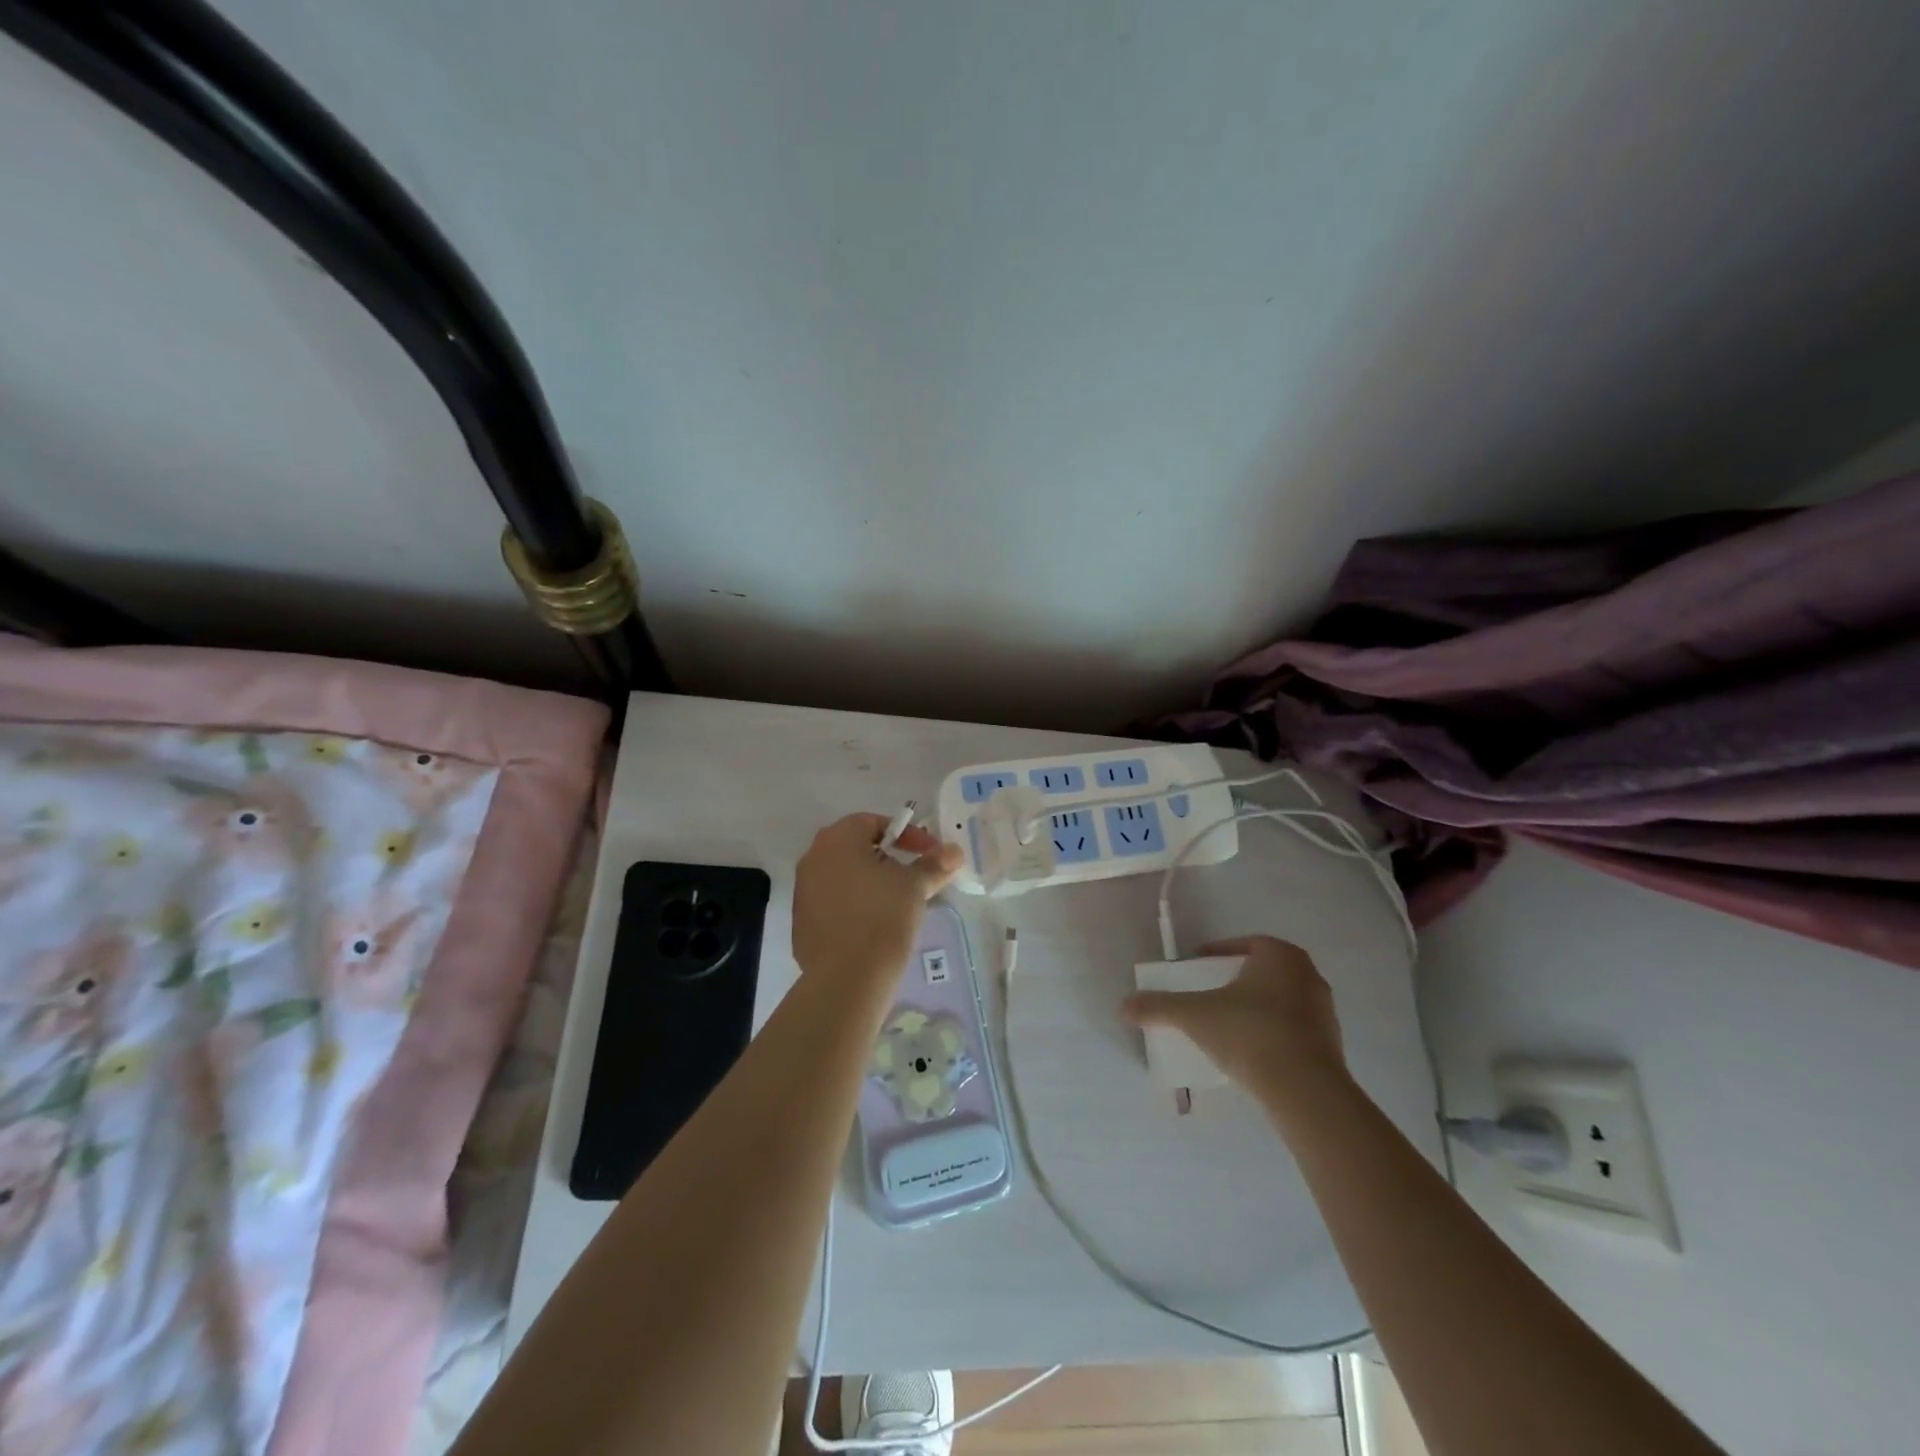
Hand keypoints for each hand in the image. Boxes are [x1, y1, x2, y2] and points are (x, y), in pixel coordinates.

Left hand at [791, 813, 961, 997]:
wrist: (846, 978)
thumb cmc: (883, 917)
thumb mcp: (915, 886)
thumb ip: (934, 864)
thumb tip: (954, 851)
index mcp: (838, 839)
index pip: (874, 822)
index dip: (907, 835)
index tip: (929, 854)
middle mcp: (813, 857)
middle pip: (856, 847)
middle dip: (888, 858)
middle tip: (913, 876)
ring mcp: (803, 890)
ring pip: (843, 875)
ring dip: (870, 882)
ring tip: (896, 902)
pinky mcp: (801, 920)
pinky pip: (832, 901)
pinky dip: (854, 904)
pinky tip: (873, 925)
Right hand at [1122, 935, 1348, 1113]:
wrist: (1306, 1091)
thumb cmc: (1250, 1033)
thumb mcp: (1195, 1016)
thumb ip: (1159, 1007)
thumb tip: (1123, 1006)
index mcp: (1280, 955)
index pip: (1244, 944)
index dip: (1218, 953)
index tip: (1198, 967)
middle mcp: (1308, 975)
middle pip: (1263, 971)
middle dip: (1237, 980)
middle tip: (1211, 994)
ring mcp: (1325, 1011)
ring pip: (1281, 1000)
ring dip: (1256, 1007)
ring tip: (1228, 1025)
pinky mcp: (1332, 1045)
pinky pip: (1294, 1028)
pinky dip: (1272, 1032)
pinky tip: (1251, 1051)